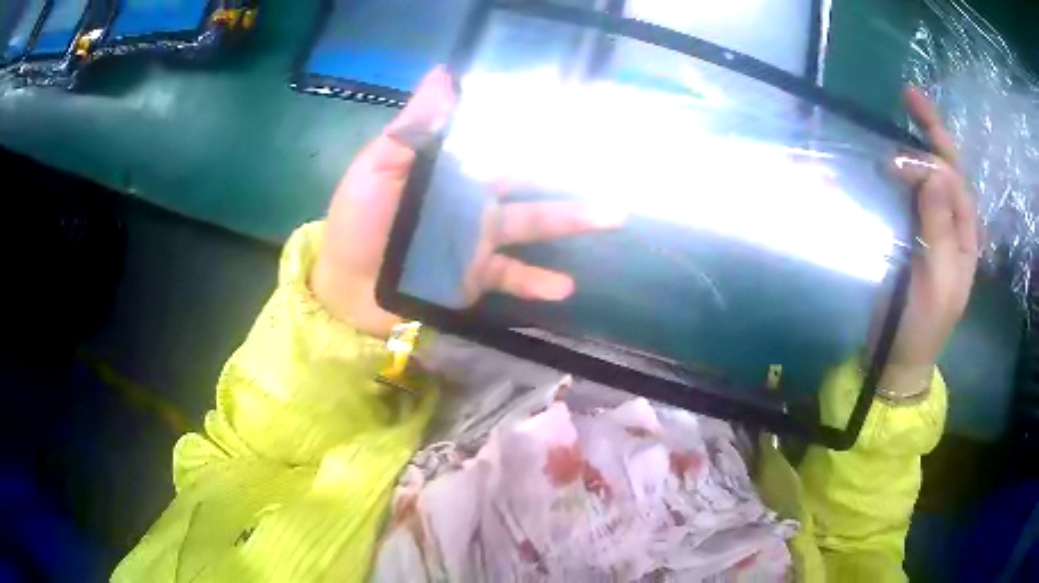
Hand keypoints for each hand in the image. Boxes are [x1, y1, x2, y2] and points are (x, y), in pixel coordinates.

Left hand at [311, 68, 624, 337]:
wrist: (345, 285)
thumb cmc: (358, 221)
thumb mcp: (379, 166)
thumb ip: (413, 128)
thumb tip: (444, 74)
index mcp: (451, 171)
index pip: (498, 144)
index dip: (533, 130)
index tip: (572, 113)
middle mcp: (472, 202)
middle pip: (527, 185)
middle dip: (567, 175)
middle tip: (609, 162)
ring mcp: (477, 241)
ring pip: (531, 226)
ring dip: (571, 221)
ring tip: (612, 215)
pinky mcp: (475, 278)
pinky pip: (512, 278)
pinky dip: (537, 283)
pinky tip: (565, 286)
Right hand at [879, 88, 978, 393]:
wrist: (899, 354)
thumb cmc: (923, 324)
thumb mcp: (938, 282)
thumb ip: (940, 229)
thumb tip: (935, 173)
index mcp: (965, 235)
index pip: (953, 181)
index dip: (929, 162)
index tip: (894, 162)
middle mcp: (953, 222)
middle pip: (947, 167)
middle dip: (931, 130)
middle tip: (908, 94)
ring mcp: (933, 224)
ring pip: (931, 174)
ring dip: (917, 144)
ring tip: (899, 116)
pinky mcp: (912, 230)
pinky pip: (913, 190)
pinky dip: (904, 168)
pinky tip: (892, 155)